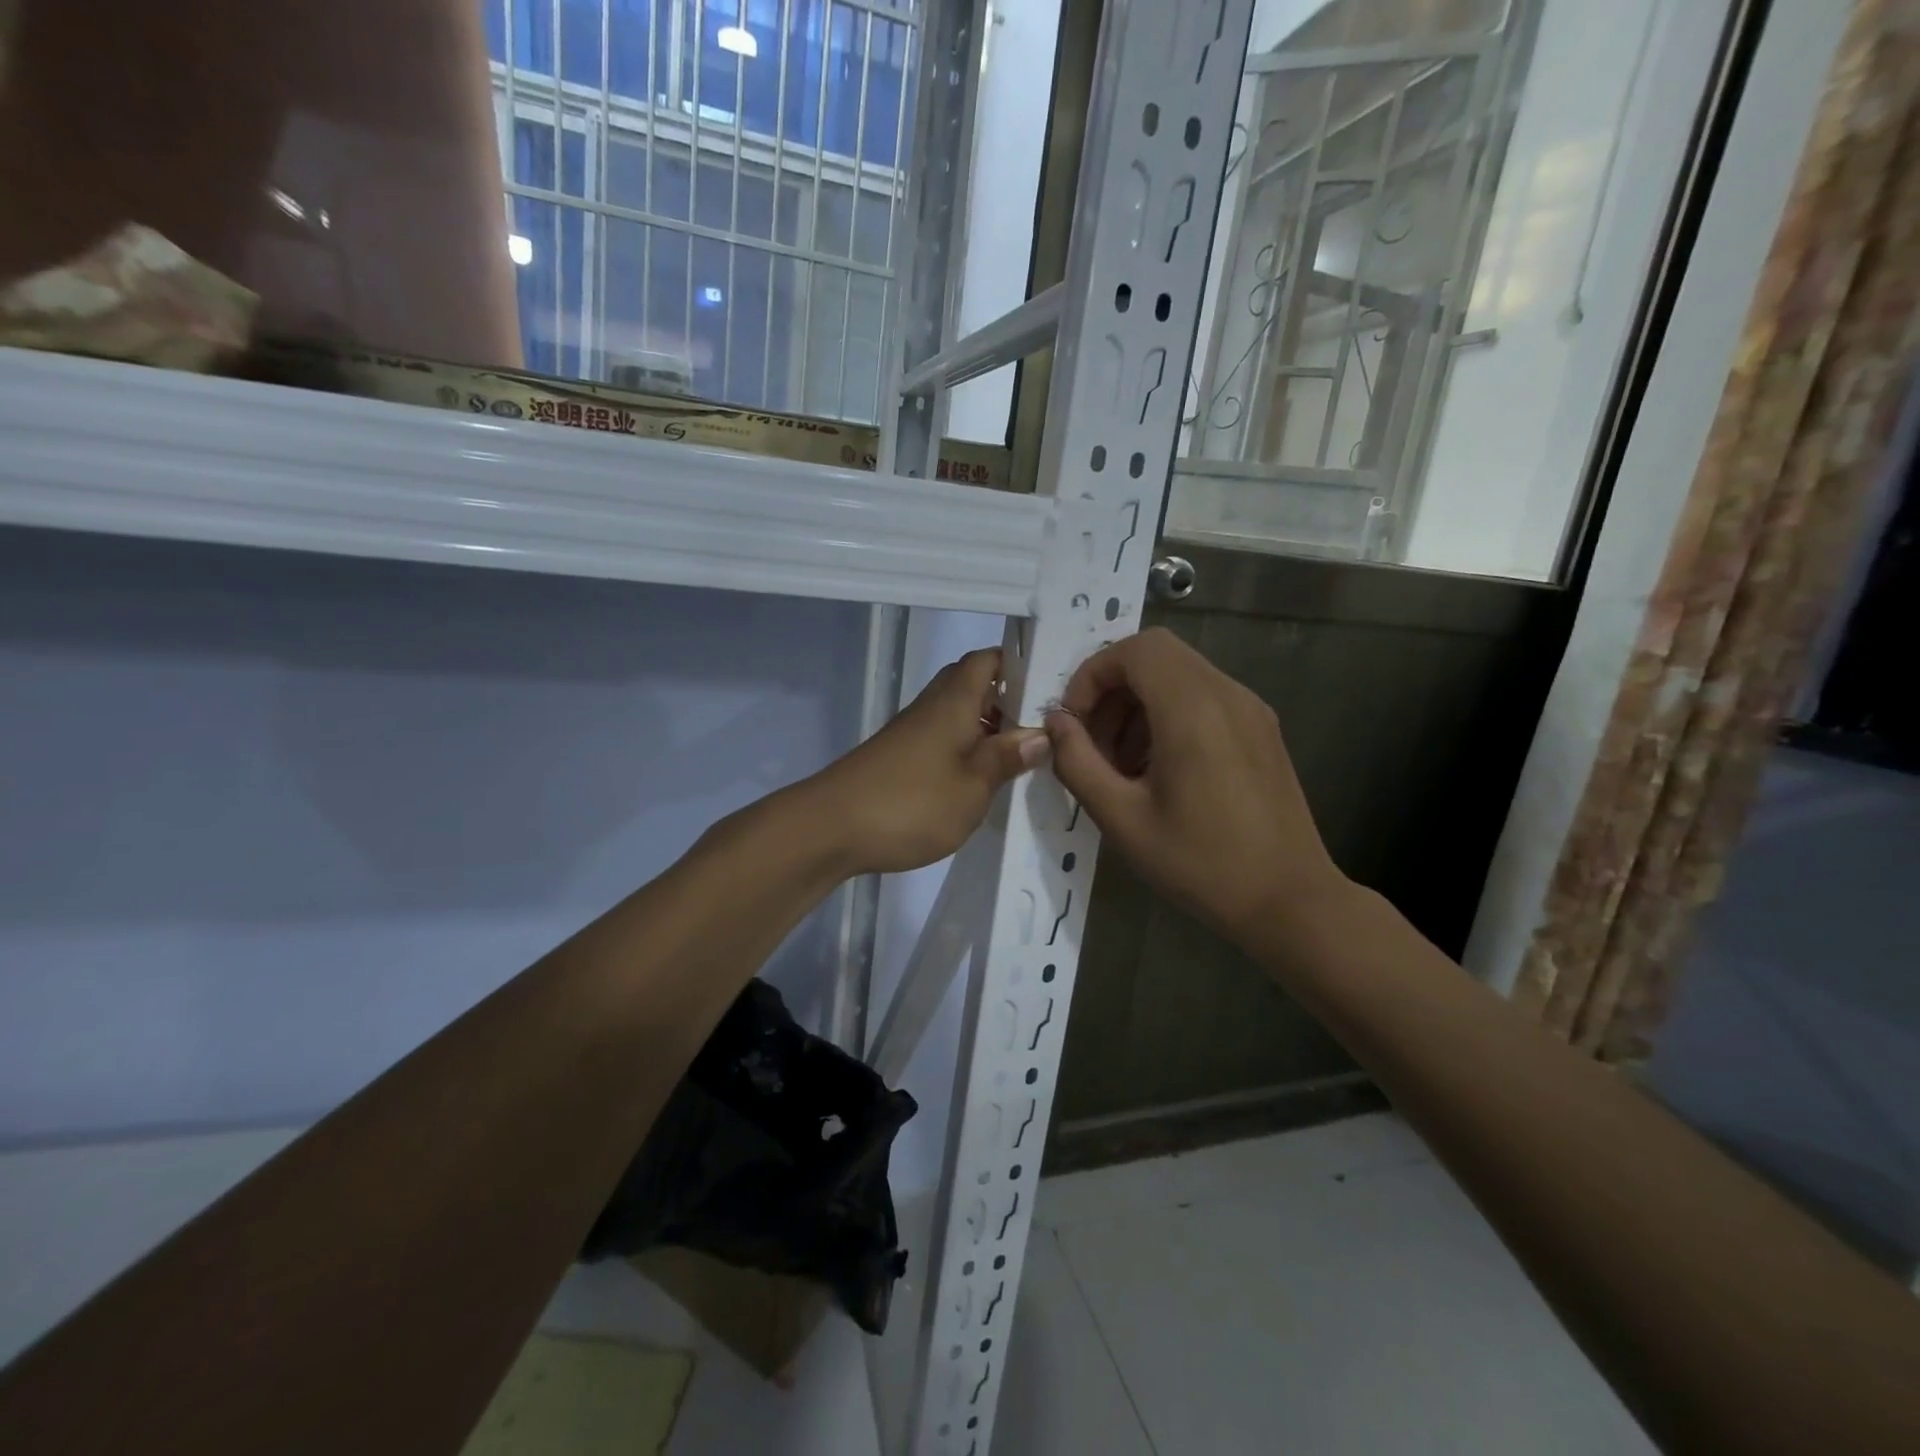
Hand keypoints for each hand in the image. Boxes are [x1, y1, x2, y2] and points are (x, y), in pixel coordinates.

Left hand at [811, 648, 1048, 875]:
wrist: (830, 829)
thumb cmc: (910, 803)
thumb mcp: (972, 787)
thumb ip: (1005, 758)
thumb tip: (1040, 733)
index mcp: (954, 702)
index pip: (987, 660)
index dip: (1018, 664)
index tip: (1051, 685)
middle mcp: (932, 708)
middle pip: (972, 685)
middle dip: (1008, 701)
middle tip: (1043, 729)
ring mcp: (912, 734)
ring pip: (958, 716)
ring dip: (988, 730)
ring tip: (1022, 759)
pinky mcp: (899, 759)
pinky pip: (942, 742)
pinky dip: (966, 752)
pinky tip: (981, 782)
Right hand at [1044, 628, 1347, 943]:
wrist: (1290, 902)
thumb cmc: (1201, 864)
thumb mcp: (1122, 819)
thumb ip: (1078, 763)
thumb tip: (1056, 724)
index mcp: (1193, 710)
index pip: (1135, 649)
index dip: (1093, 674)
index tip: (1075, 723)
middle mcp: (1227, 695)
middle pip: (1156, 655)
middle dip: (1112, 688)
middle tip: (1093, 743)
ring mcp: (1251, 710)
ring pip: (1180, 674)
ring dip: (1138, 704)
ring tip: (1121, 764)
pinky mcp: (1262, 730)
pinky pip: (1204, 698)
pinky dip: (1168, 715)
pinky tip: (1158, 770)